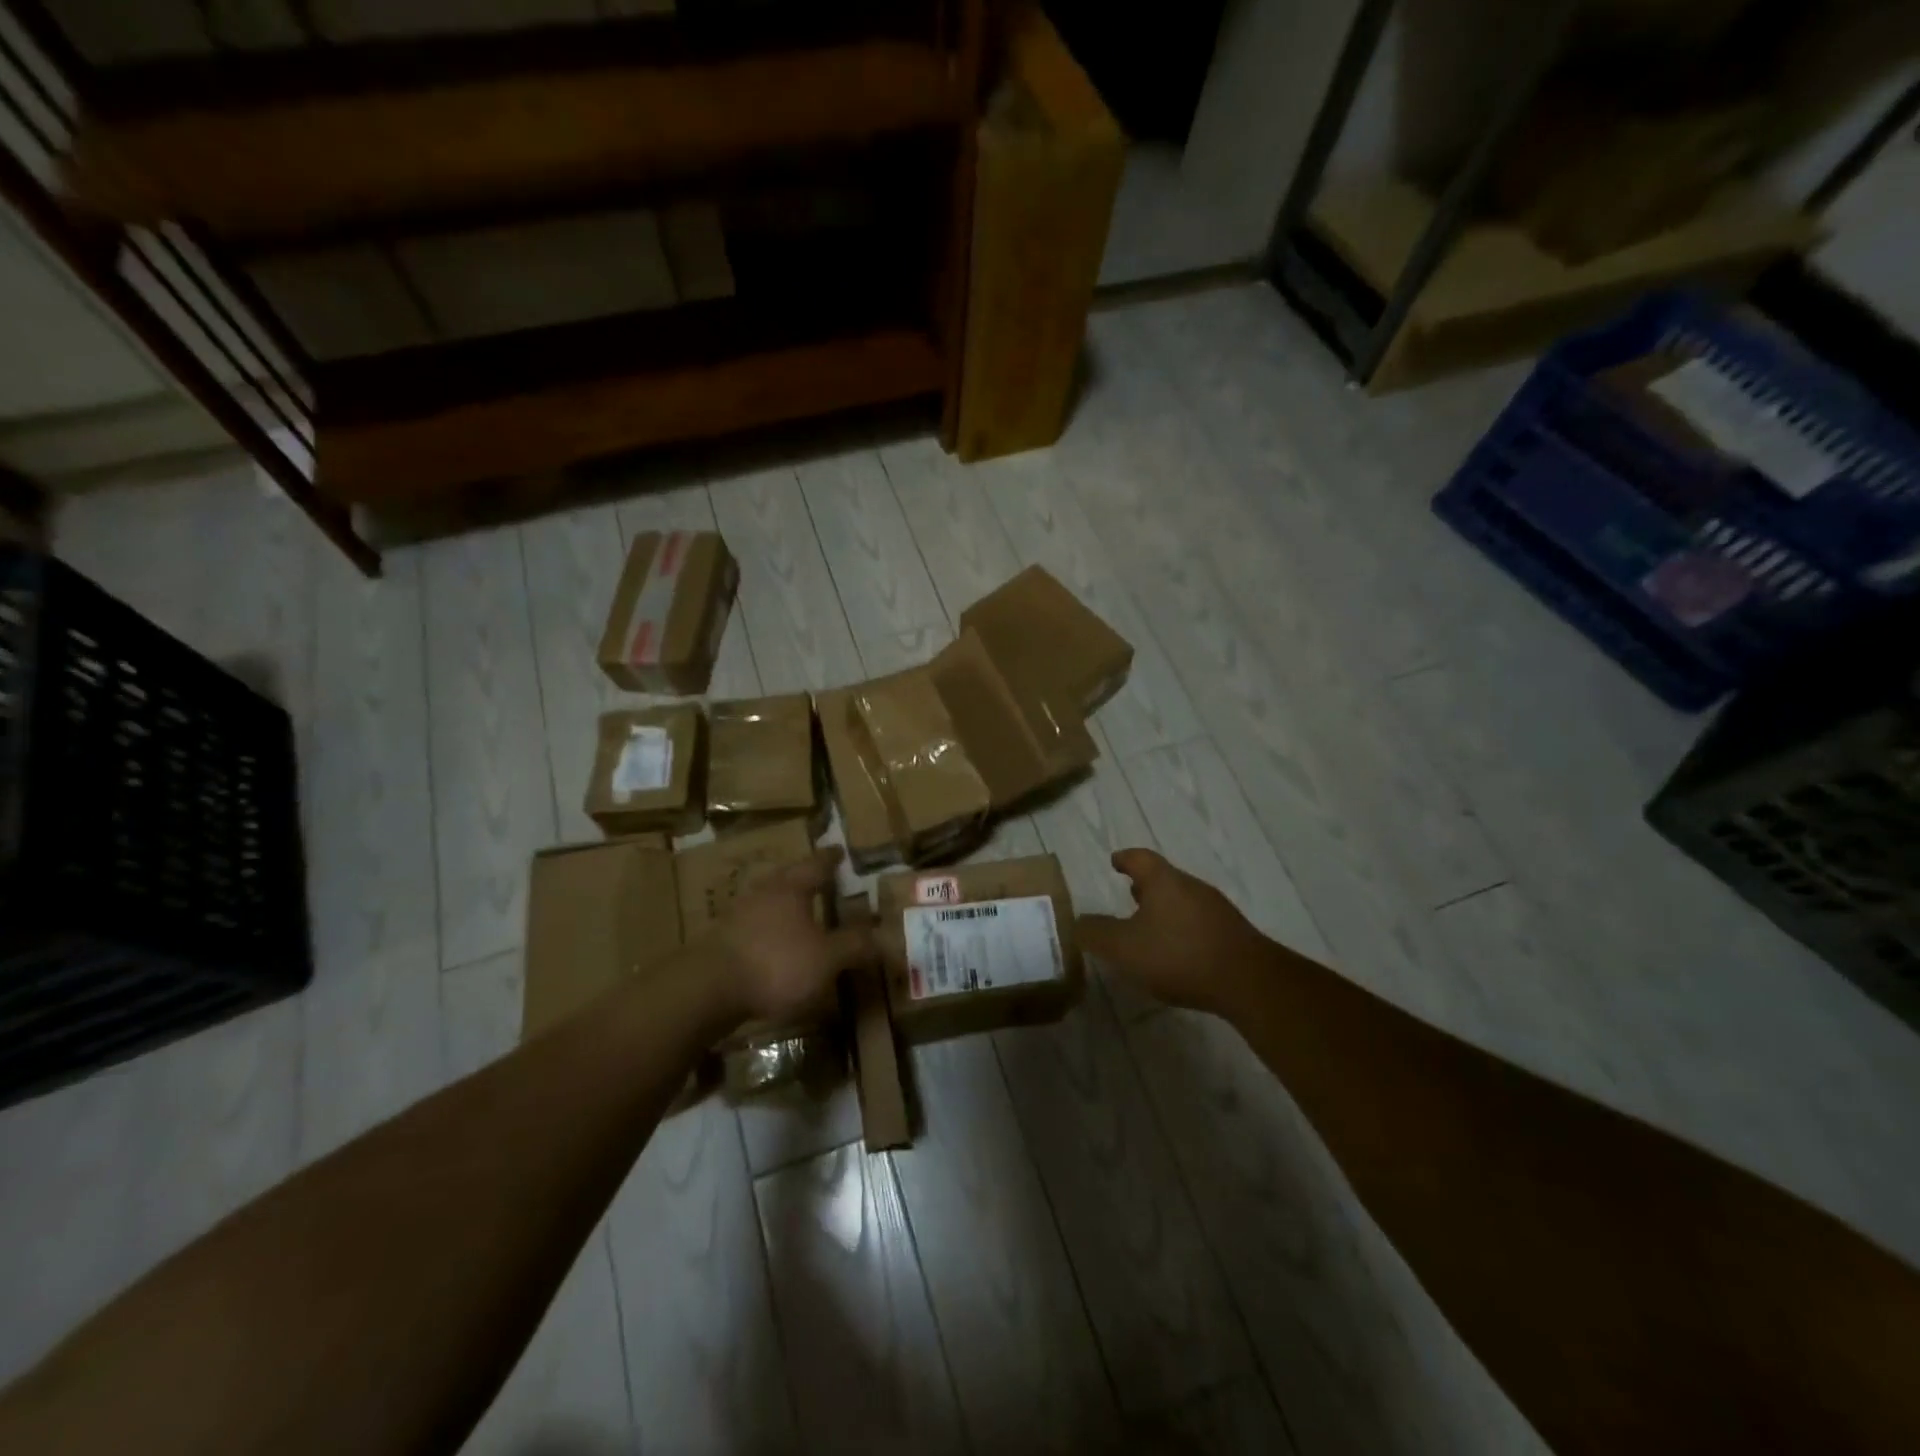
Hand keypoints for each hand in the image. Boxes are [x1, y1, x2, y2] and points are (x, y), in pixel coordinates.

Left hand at [715, 848, 876, 1024]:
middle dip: (803, 877)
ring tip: (797, 909)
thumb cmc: (775, 964)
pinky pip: (752, 924)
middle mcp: (763, 893)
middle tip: (819, 876)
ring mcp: (737, 915)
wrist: (707, 989)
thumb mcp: (826, 958)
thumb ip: (855, 946)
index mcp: (791, 888)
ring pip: (767, 899)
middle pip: (787, 877)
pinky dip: (767, 927)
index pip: (816, 865)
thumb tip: (887, 936)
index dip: (830, 859)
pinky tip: (771, 941)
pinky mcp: (721, 940)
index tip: (839, 850)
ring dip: (783, 903)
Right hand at [1077, 849, 1271, 1016]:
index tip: (1115, 861)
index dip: (1125, 859)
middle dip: (1145, 886)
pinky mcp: (1233, 935)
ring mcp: (1216, 910)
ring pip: (1183, 901)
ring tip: (1149, 927)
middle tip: (1129, 894)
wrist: (1249, 982)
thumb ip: (1096, 933)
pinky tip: (1177, 952)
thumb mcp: (1124, 947)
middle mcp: (1192, 887)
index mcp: (1164, 881)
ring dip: (1164, 909)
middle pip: (1164, 878)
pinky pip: (1199, 923)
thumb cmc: (1179, 954)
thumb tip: (1077, 922)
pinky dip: (1182, 929)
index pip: (1140, 858)